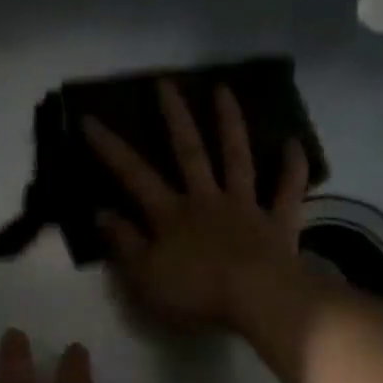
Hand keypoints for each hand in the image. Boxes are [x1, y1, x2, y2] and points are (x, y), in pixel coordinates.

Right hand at [84, 81, 310, 330]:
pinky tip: (293, 142)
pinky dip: (292, 167)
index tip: (89, 118)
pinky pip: (287, 190)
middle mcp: (206, 199)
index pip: (133, 174)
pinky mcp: (278, 222)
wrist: (258, 300)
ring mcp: (245, 207)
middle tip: (165, 83)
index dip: (110, 148)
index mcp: (170, 214)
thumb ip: (123, 242)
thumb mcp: (144, 275)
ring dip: (230, 124)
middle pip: (188, 151)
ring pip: (237, 158)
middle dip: (174, 116)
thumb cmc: (195, 293)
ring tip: (223, 90)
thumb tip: (100, 212)